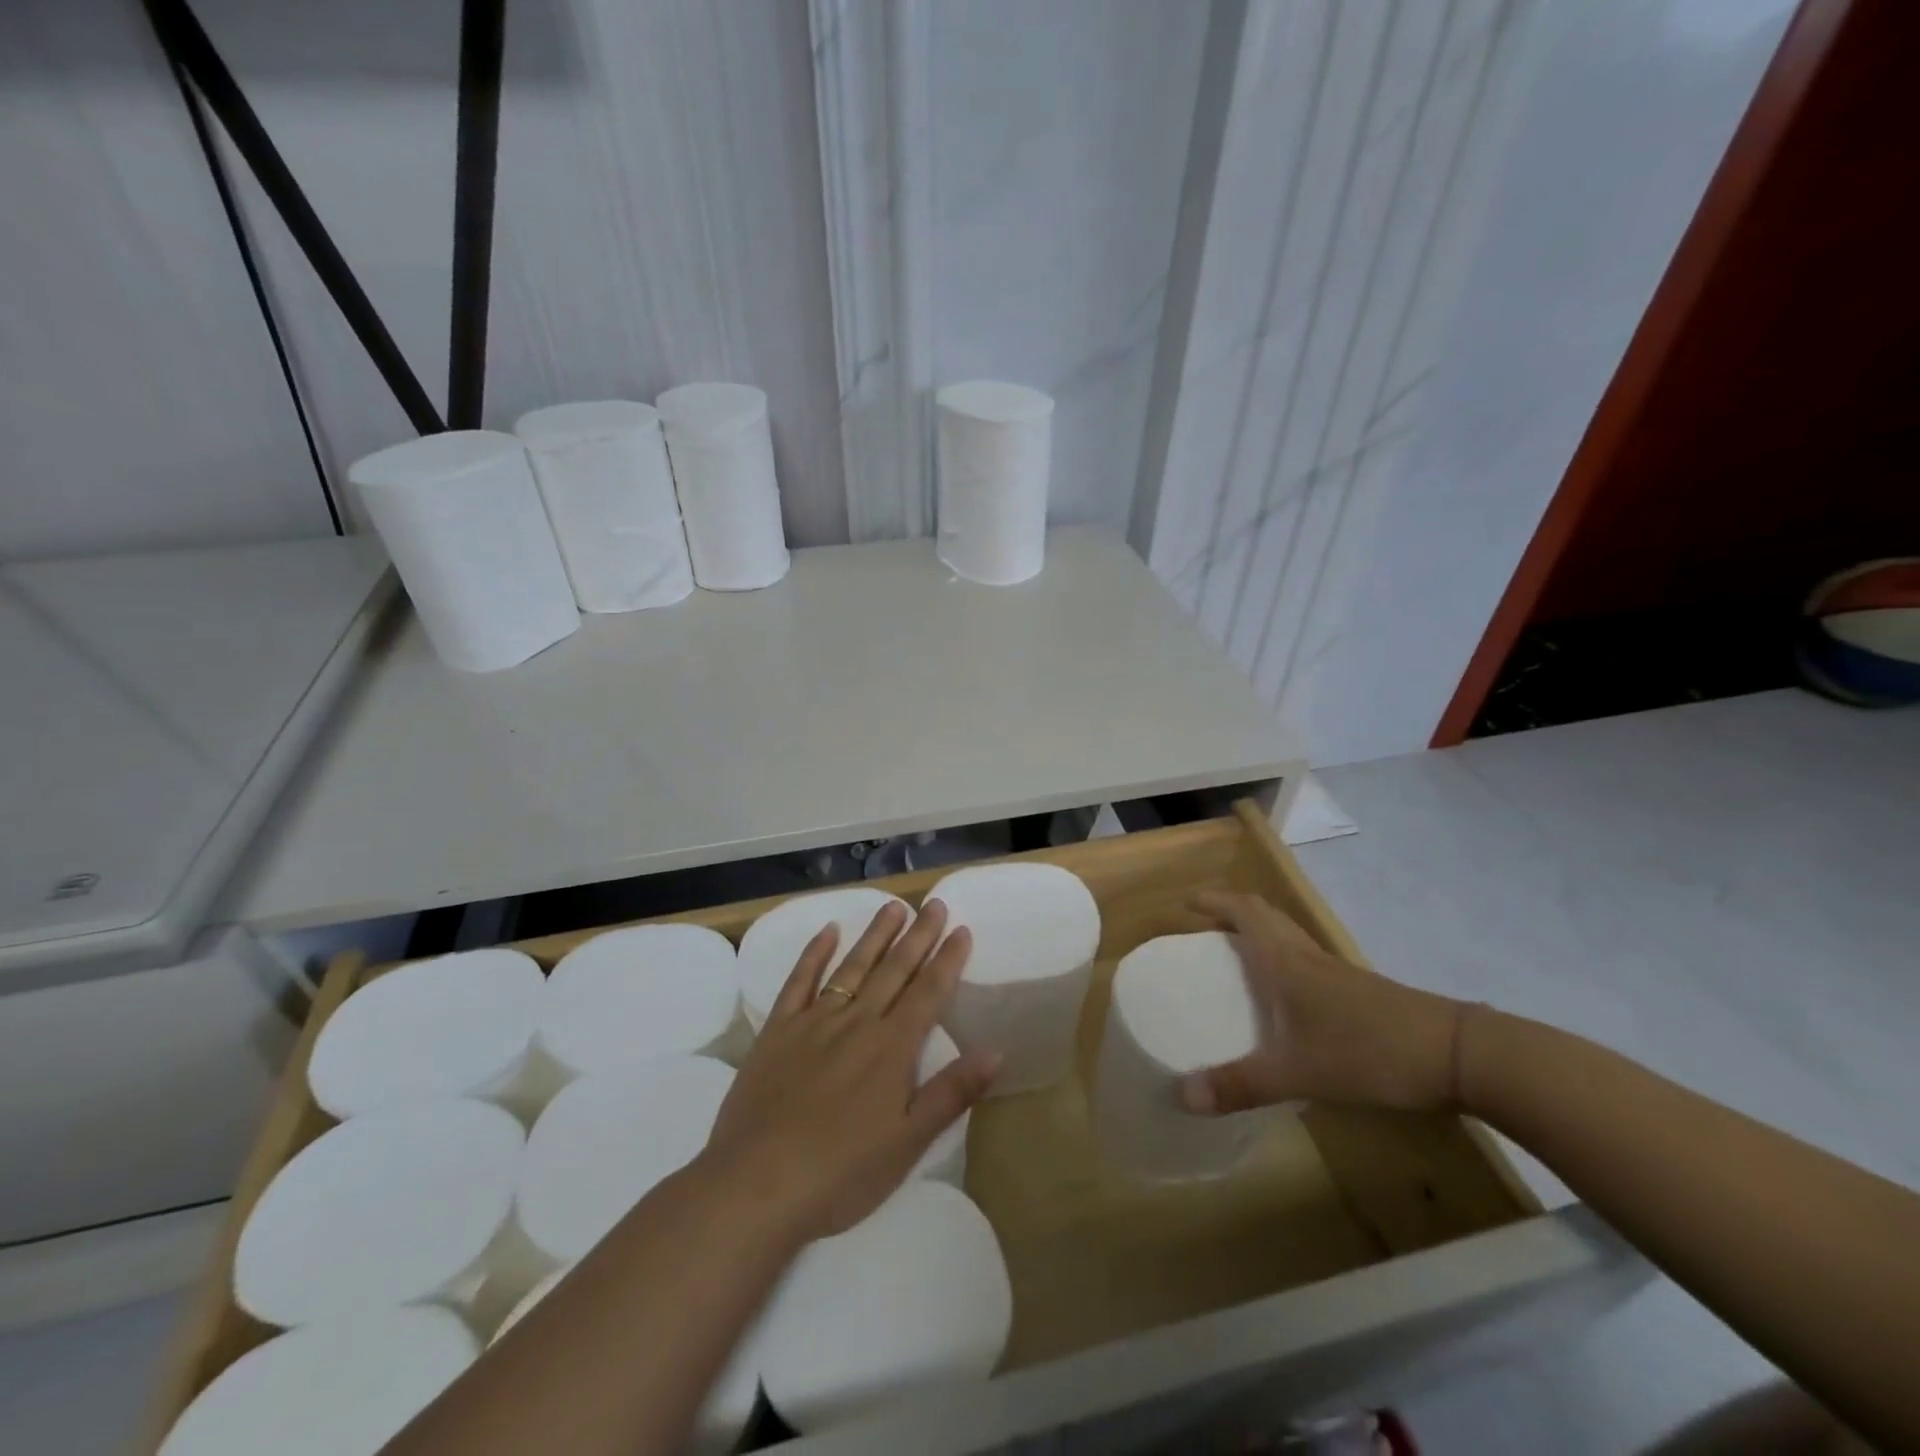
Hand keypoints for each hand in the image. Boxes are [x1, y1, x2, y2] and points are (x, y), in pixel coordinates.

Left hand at [699, 899, 998, 1242]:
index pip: (928, 992)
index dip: (947, 960)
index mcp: (892, 1048)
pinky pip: (799, 981)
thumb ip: (952, 1092)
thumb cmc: (841, 1172)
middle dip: (918, 936)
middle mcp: (857, 1022)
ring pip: (853, 967)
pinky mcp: (778, 1030)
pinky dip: (814, 953)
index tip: (962, 929)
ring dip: (875, 935)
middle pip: (894, 969)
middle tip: (935, 904)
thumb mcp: (908, 1142)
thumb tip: (996, 1050)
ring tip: (894, 907)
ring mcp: (814, 1022)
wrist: (757, 1184)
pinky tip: (828, 931)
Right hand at [1180, 891, 1466, 1115]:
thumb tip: (1182, 1096)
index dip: (1214, 901)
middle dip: (1231, 912)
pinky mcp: (1357, 992)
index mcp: (1285, 960)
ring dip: (1257, 933)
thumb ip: (1240, 1085)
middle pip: (1265, 915)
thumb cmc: (1368, 1051)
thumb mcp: (1297, 1073)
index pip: (1244, 911)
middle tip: (1204, 926)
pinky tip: (1282, 998)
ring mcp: (1336, 973)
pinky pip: (1306, 960)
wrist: (1456, 1055)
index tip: (1185, 902)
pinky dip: (1282, 959)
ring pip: (1287, 936)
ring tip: (1234, 956)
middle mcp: (1308, 956)